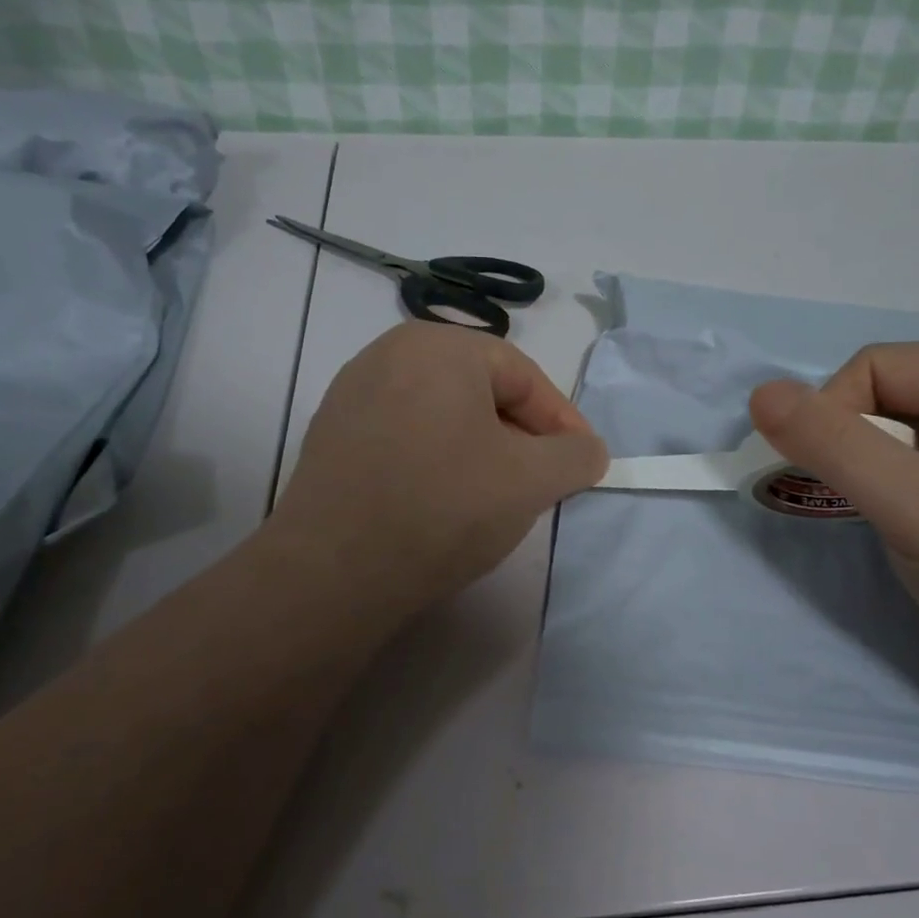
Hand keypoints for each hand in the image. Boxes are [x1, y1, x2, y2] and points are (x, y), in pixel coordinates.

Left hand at [269, 322, 606, 619]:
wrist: (334, 572)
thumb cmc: (444, 507)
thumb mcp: (532, 480)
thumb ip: (576, 456)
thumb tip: (587, 451)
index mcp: (438, 345)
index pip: (523, 376)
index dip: (562, 422)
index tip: (583, 464)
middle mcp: (388, 354)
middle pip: (480, 391)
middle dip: (521, 436)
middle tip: (542, 480)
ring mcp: (352, 394)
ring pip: (442, 415)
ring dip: (481, 450)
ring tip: (496, 496)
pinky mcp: (331, 436)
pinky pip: (405, 436)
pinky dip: (437, 460)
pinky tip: (443, 502)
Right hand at [750, 346, 918, 719]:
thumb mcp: (912, 505)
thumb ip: (833, 445)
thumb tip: (760, 394)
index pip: (876, 366)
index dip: (834, 411)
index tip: (827, 476)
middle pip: (885, 397)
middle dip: (850, 444)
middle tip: (854, 502)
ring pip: (894, 437)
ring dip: (866, 473)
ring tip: (881, 521)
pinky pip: (914, 470)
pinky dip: (888, 493)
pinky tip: (901, 531)